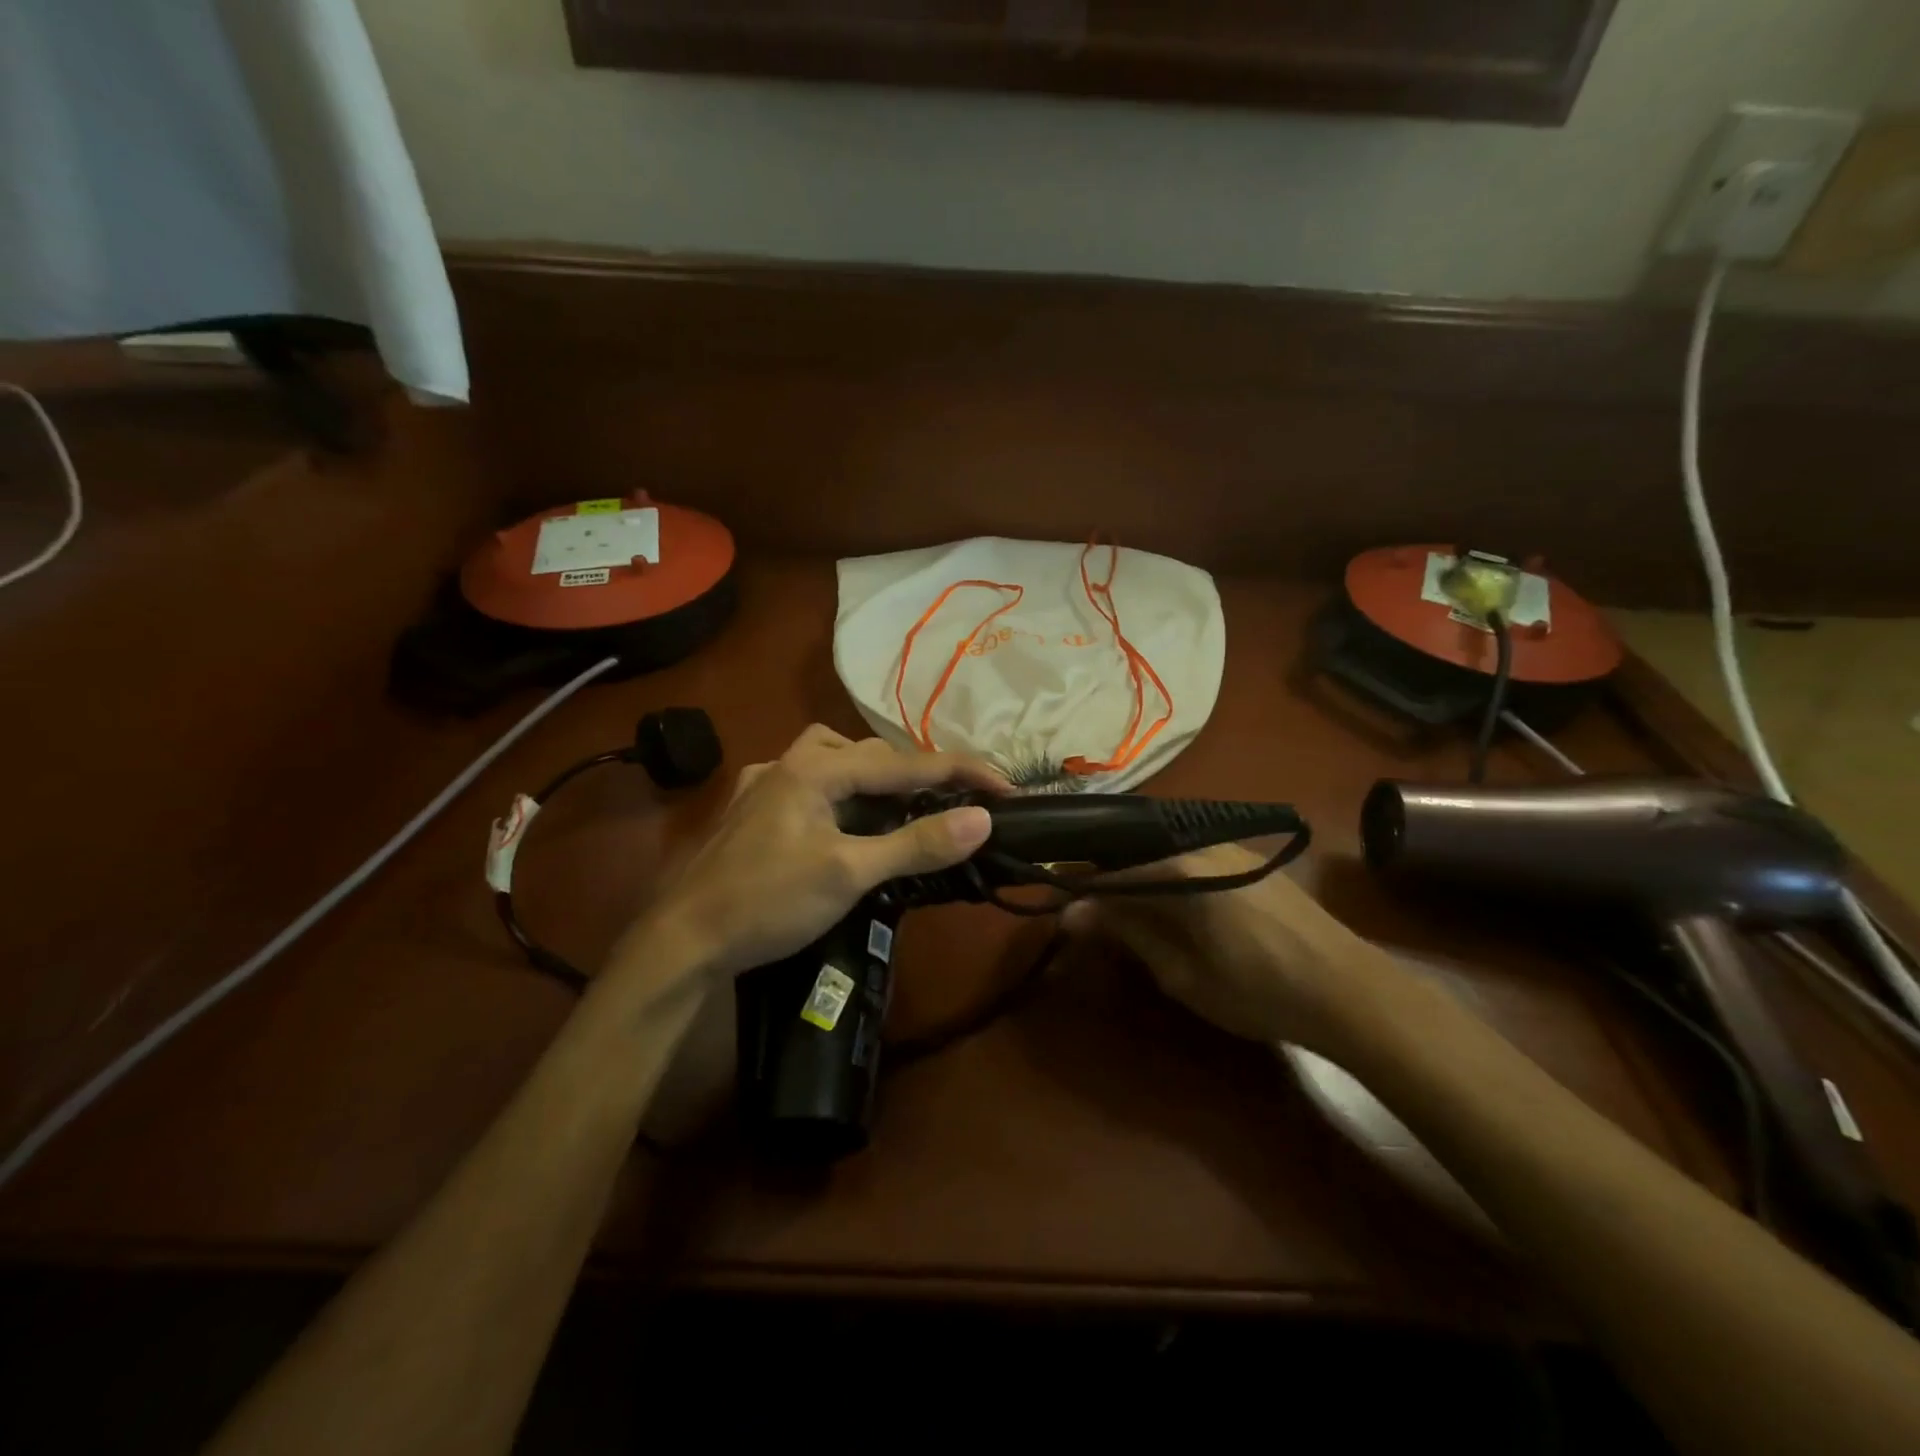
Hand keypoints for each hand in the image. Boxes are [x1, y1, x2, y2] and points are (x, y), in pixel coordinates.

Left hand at [617, 725, 1004, 984]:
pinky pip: (812, 784)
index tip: (1006, 785)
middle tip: (955, 798)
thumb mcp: (849, 874)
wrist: (682, 941)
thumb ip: (915, 844)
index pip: (904, 762)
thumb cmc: (767, 903)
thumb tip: (981, 820)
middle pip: (870, 752)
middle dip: (917, 771)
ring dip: (875, 776)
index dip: (961, 771)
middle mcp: (789, 761)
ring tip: (904, 803)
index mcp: (815, 767)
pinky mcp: (752, 809)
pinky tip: (846, 817)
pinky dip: (843, 792)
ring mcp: (765, 784)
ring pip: (836, 761)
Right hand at [1066, 844, 1395, 1053]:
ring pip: (1162, 852)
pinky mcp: (1249, 859)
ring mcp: (1228, 847)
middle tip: (1088, 912)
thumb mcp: (1182, 973)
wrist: (1351, 991)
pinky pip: (1190, 857)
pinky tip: (1168, 903)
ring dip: (1137, 876)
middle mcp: (1199, 843)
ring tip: (1124, 910)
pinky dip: (1167, 876)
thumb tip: (1073, 913)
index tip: (1056, 906)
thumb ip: (1128, 934)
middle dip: (1106, 879)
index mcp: (1178, 868)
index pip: (1109, 870)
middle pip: (1134, 852)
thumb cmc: (1258, 990)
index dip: (1078, 889)